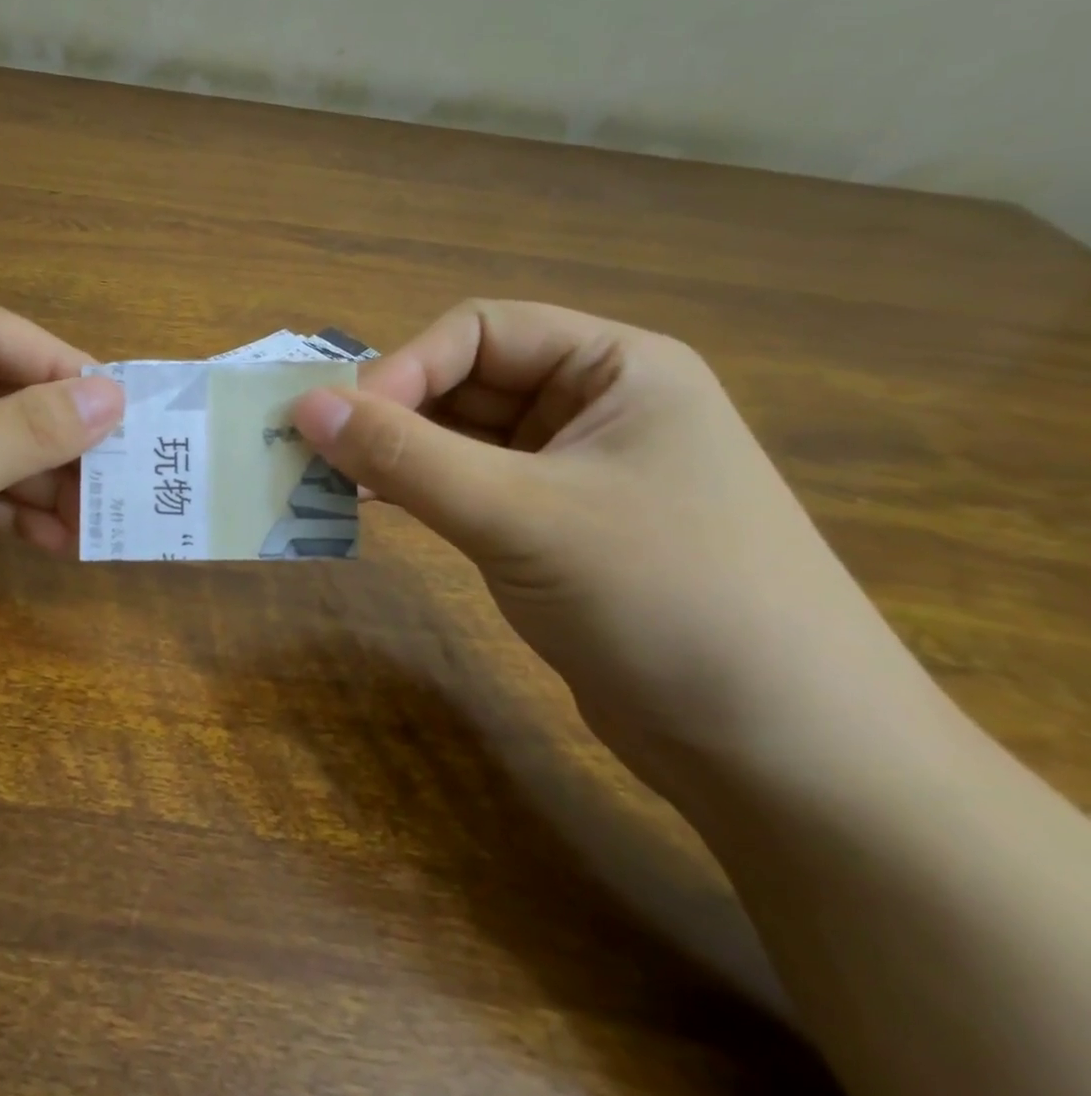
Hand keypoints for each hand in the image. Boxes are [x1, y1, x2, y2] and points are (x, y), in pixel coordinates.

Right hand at [292, 300, 934, 793]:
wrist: (791, 764)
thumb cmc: (668, 602)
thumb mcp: (523, 516)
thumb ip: (406, 456)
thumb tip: (304, 406)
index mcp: (615, 367)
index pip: (480, 331)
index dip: (405, 367)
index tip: (341, 422)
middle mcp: (596, 407)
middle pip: (466, 383)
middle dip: (392, 413)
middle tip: (317, 453)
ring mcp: (576, 472)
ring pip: (461, 439)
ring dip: (397, 455)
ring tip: (329, 483)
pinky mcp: (556, 530)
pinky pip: (470, 488)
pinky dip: (419, 493)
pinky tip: (372, 510)